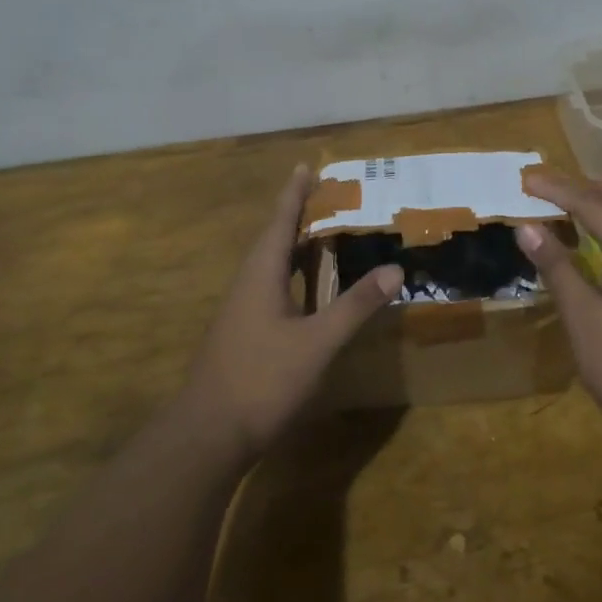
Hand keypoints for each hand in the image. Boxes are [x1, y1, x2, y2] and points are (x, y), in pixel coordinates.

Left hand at [180, 164, 402, 467]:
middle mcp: (248, 285)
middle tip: (329, 197)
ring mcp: (241, 312)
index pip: (280, 221)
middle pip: (274, 239)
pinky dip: (294, 277)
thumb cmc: (262, 380)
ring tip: (325, 236)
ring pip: (271, 267)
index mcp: (261, 275)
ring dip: (296, 247)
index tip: (306, 165)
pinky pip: (272, 289)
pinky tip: (309, 292)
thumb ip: (354, 306)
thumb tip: (394, 269)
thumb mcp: (316, 343)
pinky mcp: (243, 335)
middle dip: (299, 216)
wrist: (207, 436)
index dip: (295, 194)